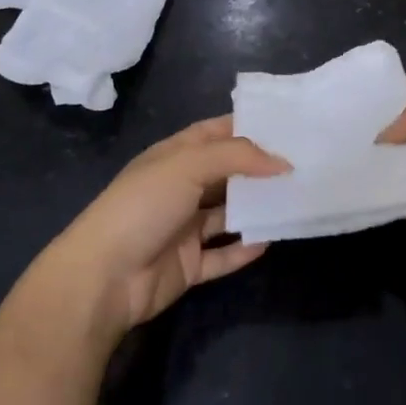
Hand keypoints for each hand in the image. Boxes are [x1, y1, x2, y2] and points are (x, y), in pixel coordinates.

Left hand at [39, 116, 288, 339]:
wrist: (102, 278)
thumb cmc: (144, 206)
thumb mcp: (189, 165)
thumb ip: (238, 157)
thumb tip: (283, 162)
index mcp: (175, 156)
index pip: (216, 132)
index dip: (248, 127)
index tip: (288, 125)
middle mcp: (181, 188)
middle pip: (227, 173)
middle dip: (259, 169)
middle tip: (303, 165)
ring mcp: (184, 228)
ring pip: (228, 214)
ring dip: (256, 209)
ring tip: (295, 201)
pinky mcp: (188, 265)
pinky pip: (222, 255)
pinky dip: (244, 248)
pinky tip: (270, 240)